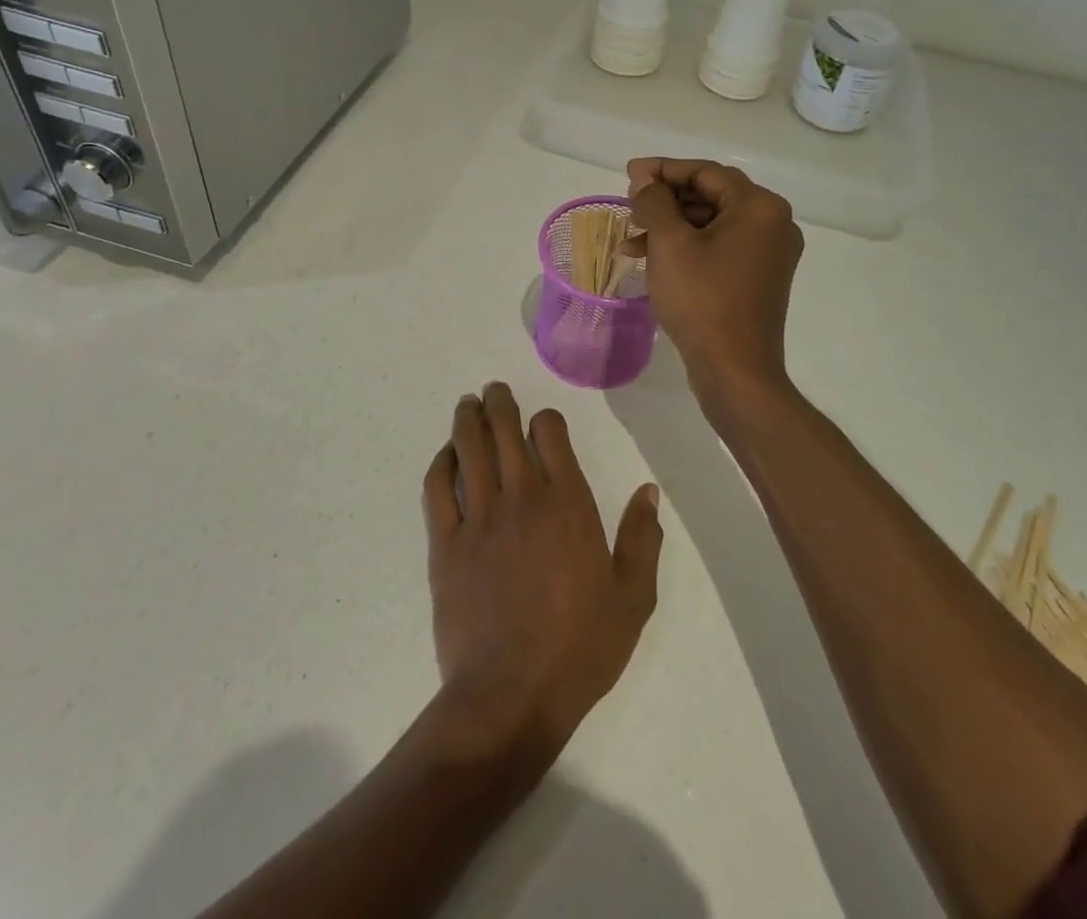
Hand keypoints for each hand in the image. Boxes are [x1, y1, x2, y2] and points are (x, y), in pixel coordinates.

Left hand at [423, 383, 662, 765]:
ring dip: (468, 419)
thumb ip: (643, 538)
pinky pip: (438, 488)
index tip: (543, 423)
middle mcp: (523, 498)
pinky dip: (441, 462)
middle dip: (499, 403)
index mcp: (569, 504)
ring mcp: (480, 518)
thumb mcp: (632, 598)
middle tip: (493, 391)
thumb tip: (648, 490)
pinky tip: (446, 454)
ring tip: (468, 404)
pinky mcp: (445, 544)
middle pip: (505, 430)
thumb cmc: (580, 648)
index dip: (545, 419)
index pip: (550, 433)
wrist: (511, 696)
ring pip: (469, 448)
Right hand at [626, 158, 803, 398]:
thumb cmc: (702, 300)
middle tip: (629, 204)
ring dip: (671, 226)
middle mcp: (773, 224)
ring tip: (631, 239)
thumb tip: (645, 180)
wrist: (735, 371)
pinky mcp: (758, 278)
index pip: (706, 172)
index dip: (663, 169)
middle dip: (665, 200)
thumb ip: (654, 202)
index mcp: (760, 207)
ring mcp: (768, 253)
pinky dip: (687, 248)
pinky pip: (719, 248)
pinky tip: (651, 259)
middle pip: (711, 195)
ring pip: (711, 224)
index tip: (629, 173)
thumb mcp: (670, 244)